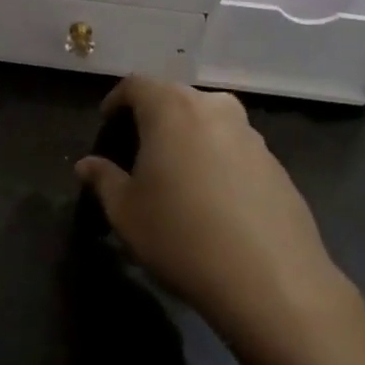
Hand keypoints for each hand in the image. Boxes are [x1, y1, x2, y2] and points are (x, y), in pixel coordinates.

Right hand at [76, 79, 350, 351]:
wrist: (271, 280)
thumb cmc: (181, 236)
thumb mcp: (125, 211)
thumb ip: (103, 179)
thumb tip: (87, 164)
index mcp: (172, 109)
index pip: (137, 85)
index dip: (116, 100)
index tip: (106, 124)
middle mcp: (215, 109)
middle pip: (176, 98)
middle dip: (153, 117)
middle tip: (137, 150)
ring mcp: (252, 136)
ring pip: (209, 122)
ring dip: (188, 138)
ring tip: (175, 175)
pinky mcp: (277, 165)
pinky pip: (235, 149)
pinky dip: (216, 161)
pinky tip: (211, 200)